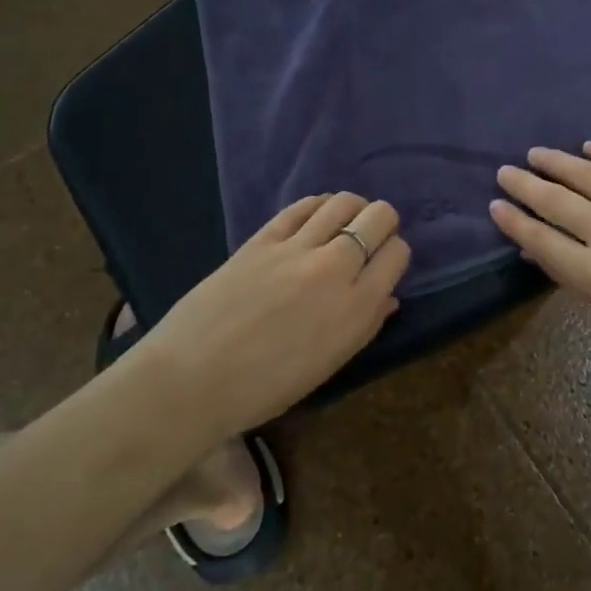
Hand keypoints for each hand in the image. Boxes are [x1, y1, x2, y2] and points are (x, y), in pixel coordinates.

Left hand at [135, 193, 410, 433]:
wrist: (192, 380)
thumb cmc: (265, 388)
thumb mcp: (327, 364)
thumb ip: (363, 325)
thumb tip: (386, 297)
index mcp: (356, 308)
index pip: (397, 253)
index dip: (395, 253)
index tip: (383, 263)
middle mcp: (335, 268)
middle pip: (379, 217)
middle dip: (382, 222)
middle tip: (370, 237)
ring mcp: (296, 248)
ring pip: (343, 202)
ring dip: (352, 208)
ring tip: (345, 221)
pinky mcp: (263, 238)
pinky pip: (303, 206)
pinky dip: (318, 205)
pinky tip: (317, 215)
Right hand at [490, 142, 590, 385]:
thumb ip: (580, 279)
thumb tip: (543, 252)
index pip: (541, 240)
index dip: (514, 221)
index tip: (495, 205)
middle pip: (557, 202)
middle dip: (525, 185)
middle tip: (505, 172)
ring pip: (589, 175)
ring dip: (558, 162)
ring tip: (536, 154)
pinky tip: (588, 147)